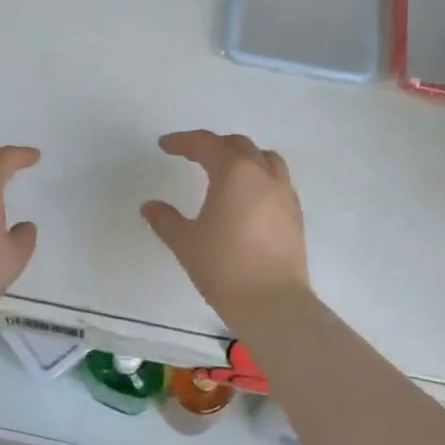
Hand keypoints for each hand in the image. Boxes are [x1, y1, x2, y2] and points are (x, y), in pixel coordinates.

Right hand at [142, 130, 309, 321]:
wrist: (273, 303)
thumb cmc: (224, 267)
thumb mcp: (186, 242)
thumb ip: (165, 219)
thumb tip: (149, 206)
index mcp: (234, 174)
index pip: (206, 144)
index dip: (183, 141)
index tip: (165, 145)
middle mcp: (263, 176)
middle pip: (238, 145)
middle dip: (213, 145)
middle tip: (192, 156)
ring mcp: (284, 194)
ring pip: (265, 159)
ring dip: (243, 157)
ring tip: (226, 171)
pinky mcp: (295, 214)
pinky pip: (277, 180)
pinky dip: (259, 177)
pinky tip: (248, 198)